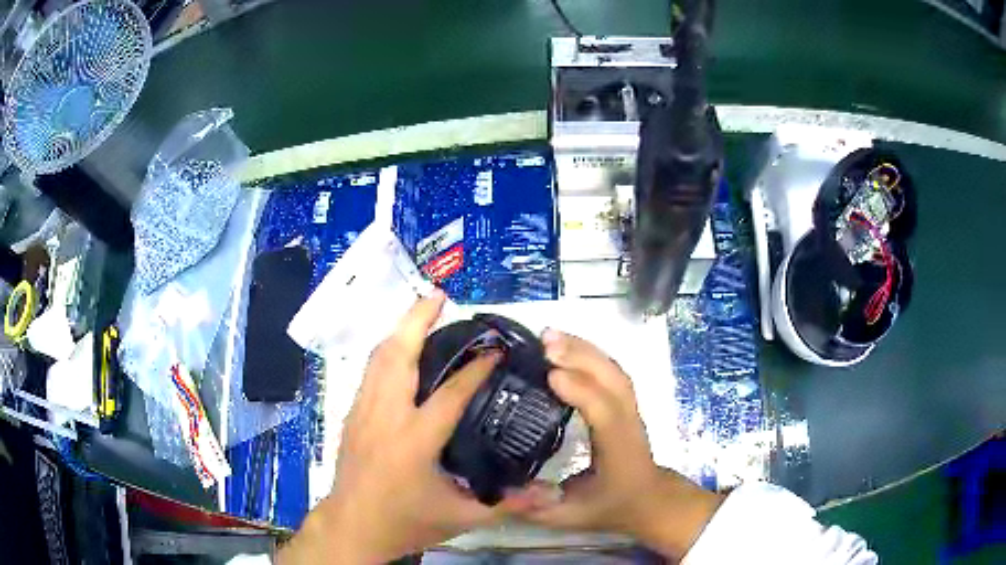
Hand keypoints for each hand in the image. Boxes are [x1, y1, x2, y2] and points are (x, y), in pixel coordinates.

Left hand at [279, 291, 523, 563]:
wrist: (352, 527)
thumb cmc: (404, 522)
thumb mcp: (459, 517)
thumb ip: (507, 504)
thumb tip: (550, 495)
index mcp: (413, 440)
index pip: (450, 393)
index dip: (475, 368)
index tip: (496, 349)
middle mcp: (384, 416)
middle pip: (396, 355)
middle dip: (416, 319)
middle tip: (439, 296)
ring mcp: (362, 412)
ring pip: (378, 358)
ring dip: (399, 330)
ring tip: (422, 312)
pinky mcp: (351, 415)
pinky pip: (370, 372)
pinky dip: (386, 351)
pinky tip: (400, 351)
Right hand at [513, 329, 724, 560]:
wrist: (648, 498)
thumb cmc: (611, 506)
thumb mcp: (572, 517)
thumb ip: (540, 507)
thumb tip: (505, 491)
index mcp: (618, 451)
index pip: (606, 415)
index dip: (582, 392)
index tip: (551, 374)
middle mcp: (629, 424)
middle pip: (614, 381)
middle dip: (582, 356)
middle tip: (543, 341)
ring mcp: (631, 410)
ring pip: (614, 371)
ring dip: (585, 349)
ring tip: (551, 335)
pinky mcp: (625, 404)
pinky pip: (612, 372)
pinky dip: (591, 353)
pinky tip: (569, 345)